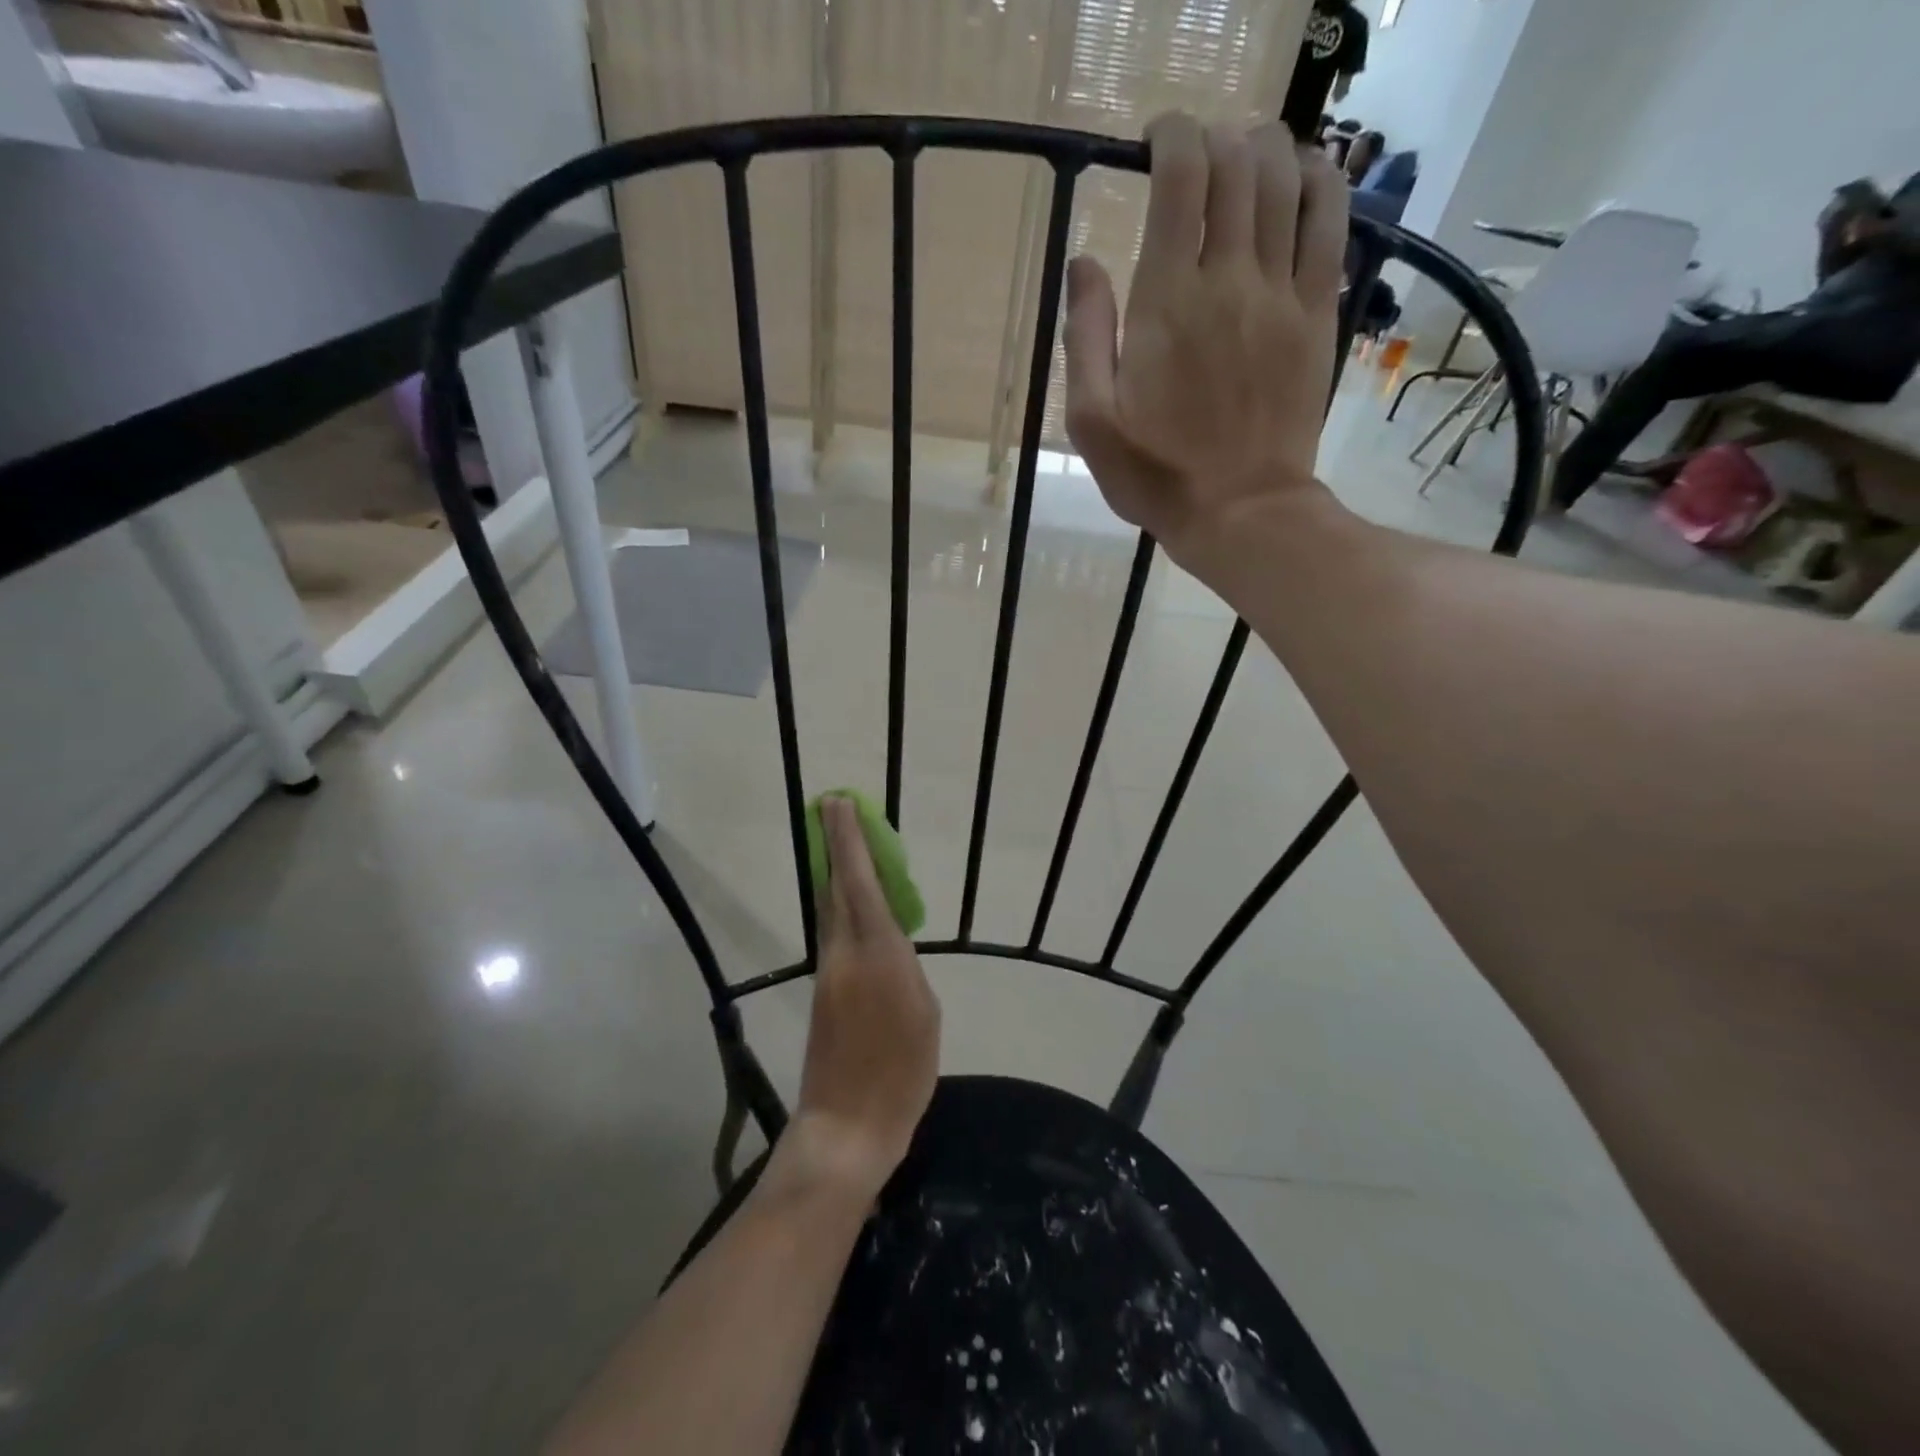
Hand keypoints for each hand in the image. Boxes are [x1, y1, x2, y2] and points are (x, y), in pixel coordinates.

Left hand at [783, 797, 939, 1199]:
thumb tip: (892, 944)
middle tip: (834, 810)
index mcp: (878, 955)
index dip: (849, 842)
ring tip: (847, 847)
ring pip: (831, 908)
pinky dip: (842, 906)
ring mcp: (828, 971)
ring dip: (836, 873)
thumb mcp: (925, 1015)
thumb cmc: (901, 1075)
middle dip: (835, 845)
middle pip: (836, 888)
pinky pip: (833, 932)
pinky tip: (854, 905)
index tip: (838, 804)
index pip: (860, 884)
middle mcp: (845, 953)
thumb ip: (906, 967)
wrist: (846, 1127)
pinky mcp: (822, 990)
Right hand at [1064, 115, 1350, 560]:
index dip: (1170, 136)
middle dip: (1214, 138)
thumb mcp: (1091, 421)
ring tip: (1244, 156)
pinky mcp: (1316, 315)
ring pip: (1288, 179)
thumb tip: (1084, 261)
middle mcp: (1228, 278)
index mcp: (1166, 301)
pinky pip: (1330, 223)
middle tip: (1194, 157)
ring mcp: (1280, 294)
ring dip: (1266, 147)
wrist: (1240, 512)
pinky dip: (1320, 182)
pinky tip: (1305, 175)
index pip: (1180, 177)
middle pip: (1236, 164)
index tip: (1154, 140)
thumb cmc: (1155, 474)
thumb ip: (1084, 336)